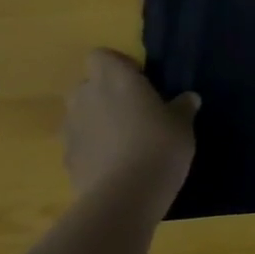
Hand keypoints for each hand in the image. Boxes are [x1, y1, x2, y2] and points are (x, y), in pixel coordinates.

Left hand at [62, 48, 198, 206]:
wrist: (125, 197)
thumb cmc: (159, 145)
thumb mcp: (182, 124)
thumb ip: (182, 107)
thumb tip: (188, 98)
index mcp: (115, 79)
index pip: (100, 56)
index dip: (117, 65)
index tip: (139, 80)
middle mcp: (87, 97)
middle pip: (86, 84)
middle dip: (102, 93)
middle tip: (131, 110)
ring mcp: (72, 129)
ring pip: (79, 115)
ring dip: (95, 121)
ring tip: (121, 140)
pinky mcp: (66, 160)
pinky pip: (78, 144)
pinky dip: (91, 149)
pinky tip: (112, 165)